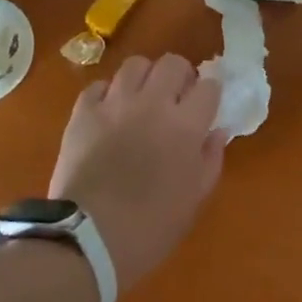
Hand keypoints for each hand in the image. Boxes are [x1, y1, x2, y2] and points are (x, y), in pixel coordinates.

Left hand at [49, 55, 225, 294]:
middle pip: (172, 63)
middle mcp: (152, 104)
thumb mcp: (193, 201)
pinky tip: (109, 111)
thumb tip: (217, 132)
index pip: (209, 86)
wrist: (87, 239)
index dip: (210, 92)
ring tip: (142, 97)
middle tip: (177, 95)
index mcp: (185, 126)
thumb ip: (210, 160)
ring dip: (145, 77)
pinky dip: (108, 93)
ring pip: (135, 65)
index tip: (207, 104)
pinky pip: (98, 85)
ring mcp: (115, 104)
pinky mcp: (83, 112)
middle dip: (180, 75)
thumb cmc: (150, 227)